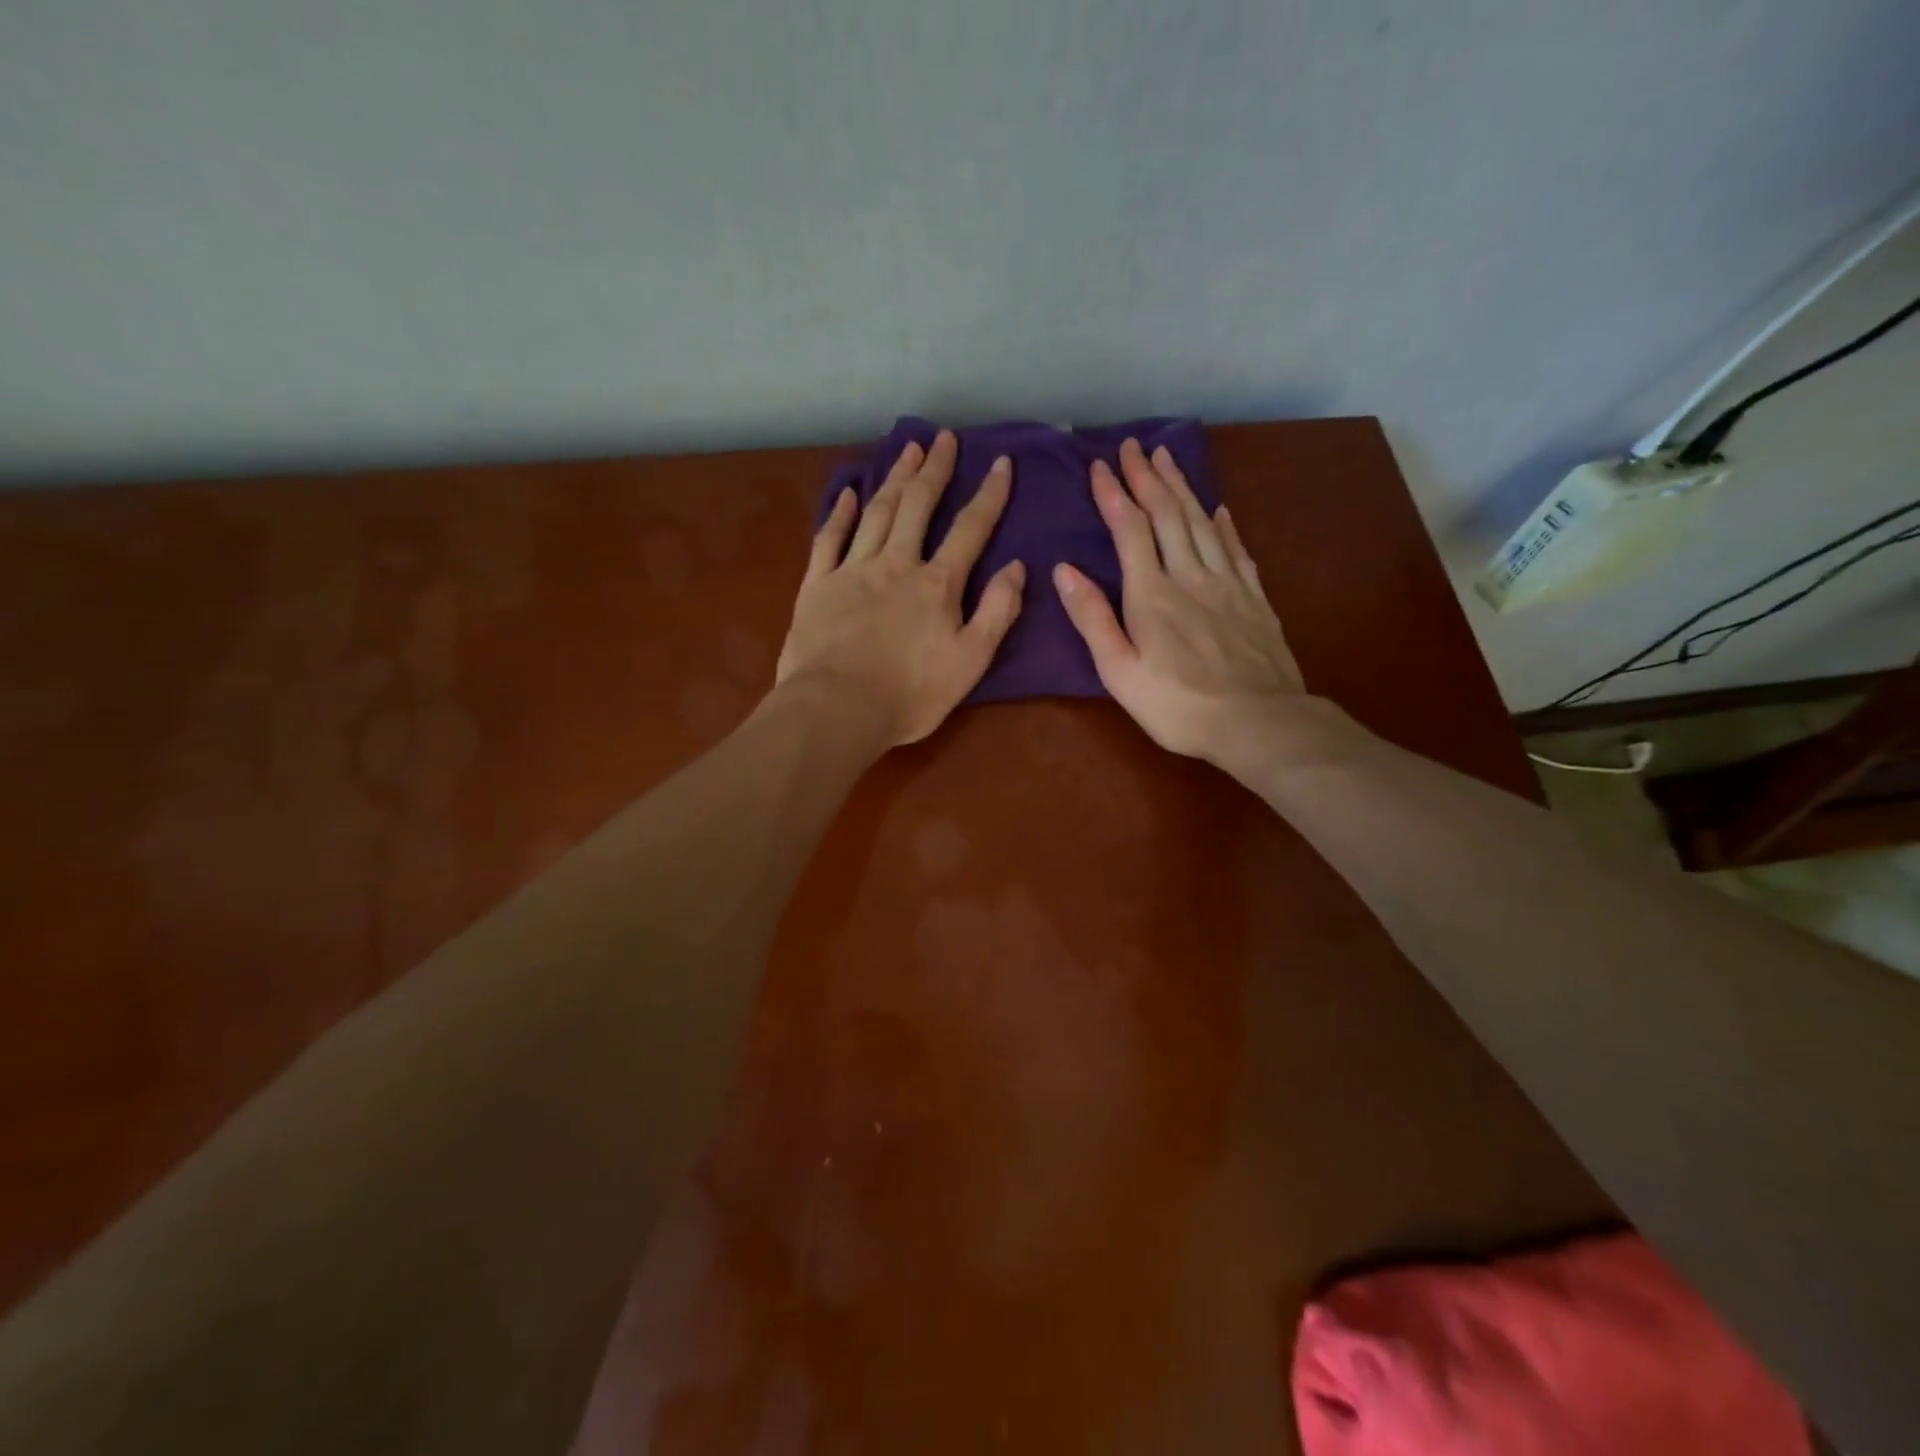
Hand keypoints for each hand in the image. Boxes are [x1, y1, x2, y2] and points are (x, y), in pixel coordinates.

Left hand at [776, 429, 1025, 748]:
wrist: (837, 710)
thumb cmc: (910, 695)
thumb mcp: (971, 662)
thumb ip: (997, 612)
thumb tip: (1016, 567)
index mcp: (937, 584)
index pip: (970, 529)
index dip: (989, 495)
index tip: (1002, 463)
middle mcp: (896, 564)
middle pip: (918, 506)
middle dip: (935, 470)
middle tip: (944, 439)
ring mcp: (852, 571)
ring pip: (877, 513)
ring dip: (894, 478)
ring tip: (908, 450)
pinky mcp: (817, 586)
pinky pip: (829, 539)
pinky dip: (840, 513)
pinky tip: (849, 493)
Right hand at [1054, 438, 1309, 772]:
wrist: (1258, 722)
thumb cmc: (1178, 705)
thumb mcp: (1120, 672)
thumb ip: (1093, 619)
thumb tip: (1065, 570)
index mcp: (1152, 594)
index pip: (1130, 529)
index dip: (1114, 494)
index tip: (1100, 465)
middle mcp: (1190, 576)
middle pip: (1168, 514)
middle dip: (1148, 477)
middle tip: (1134, 447)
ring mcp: (1228, 584)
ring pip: (1203, 522)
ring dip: (1183, 488)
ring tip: (1168, 459)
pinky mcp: (1255, 598)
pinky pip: (1237, 549)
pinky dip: (1225, 524)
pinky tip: (1220, 509)